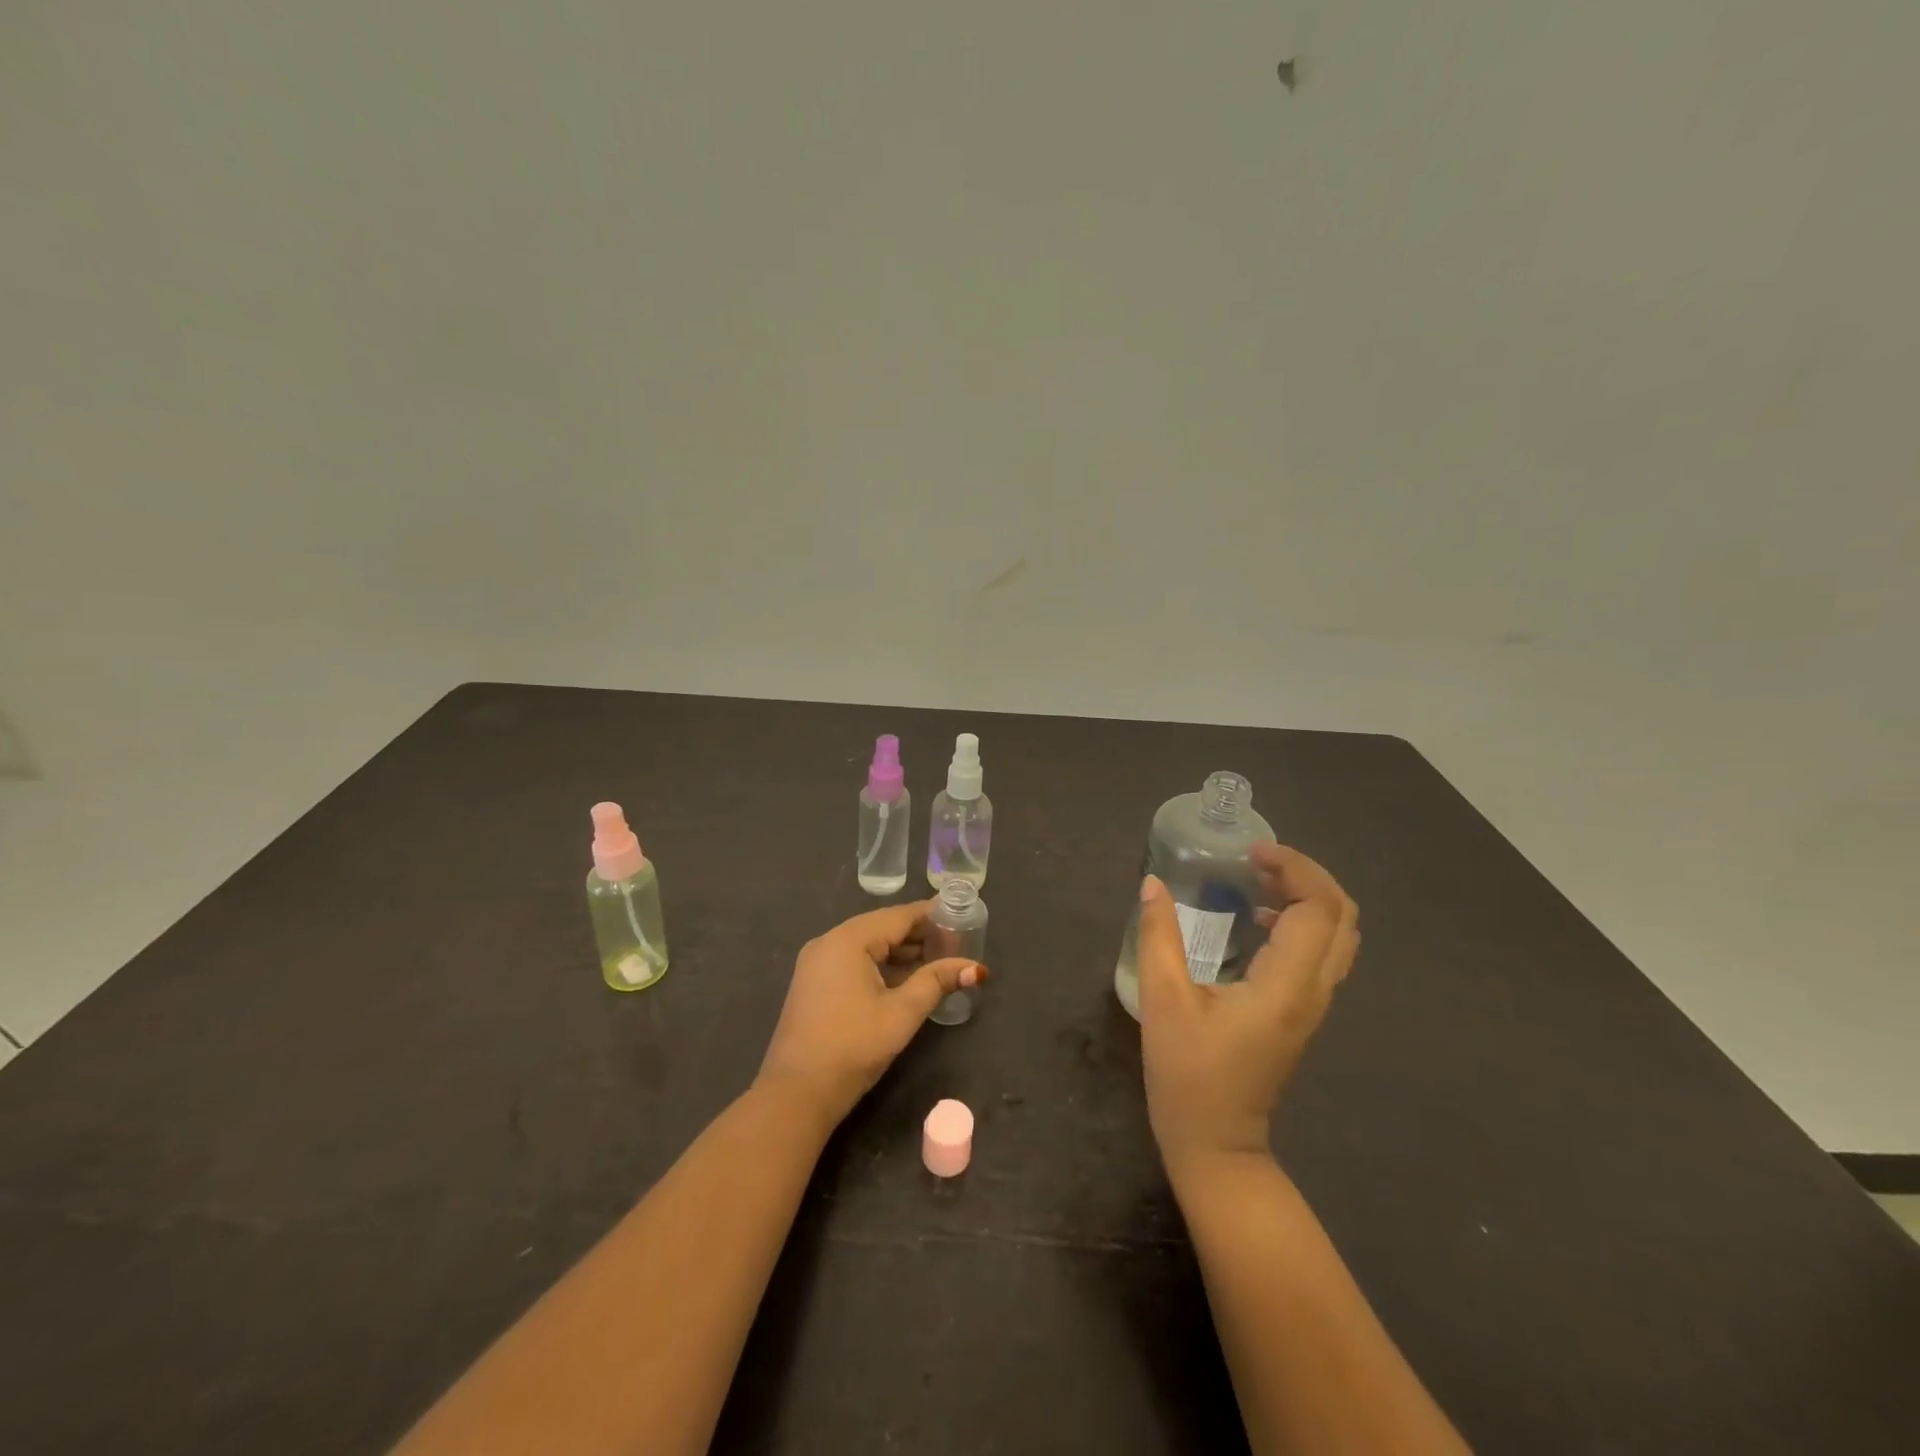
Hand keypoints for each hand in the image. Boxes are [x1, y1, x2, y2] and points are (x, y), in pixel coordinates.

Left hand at [756, 900, 984, 1129]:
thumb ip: (937, 982)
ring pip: (868, 946)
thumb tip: (976, 968)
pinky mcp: (813, 984)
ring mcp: (817, 963)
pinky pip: (853, 962)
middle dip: (918, 935)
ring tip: (938, 961)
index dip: (931, 915)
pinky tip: (905, 979)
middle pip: (882, 927)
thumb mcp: (902, 1012)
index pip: (899, 916)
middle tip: (956, 942)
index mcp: (848, 939)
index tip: (961, 914)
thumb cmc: (853, 1046)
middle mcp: (828, 942)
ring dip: (901, 952)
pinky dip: (880, 966)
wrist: (796, 1093)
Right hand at [1137, 844, 1357, 1177]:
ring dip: (1306, 896)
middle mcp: (1313, 991)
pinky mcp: (1302, 1011)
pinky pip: (1322, 951)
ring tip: (1256, 879)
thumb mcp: (1163, 1001)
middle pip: (1342, 915)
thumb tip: (1153, 884)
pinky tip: (1258, 918)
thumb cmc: (1188, 1075)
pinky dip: (1301, 919)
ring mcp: (1313, 1004)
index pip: (1319, 909)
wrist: (1217, 1144)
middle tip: (1257, 860)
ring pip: (1338, 933)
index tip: (1251, 853)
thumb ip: (1159, 936)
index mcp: (1286, 986)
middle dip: (1307, 875)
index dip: (1294, 868)